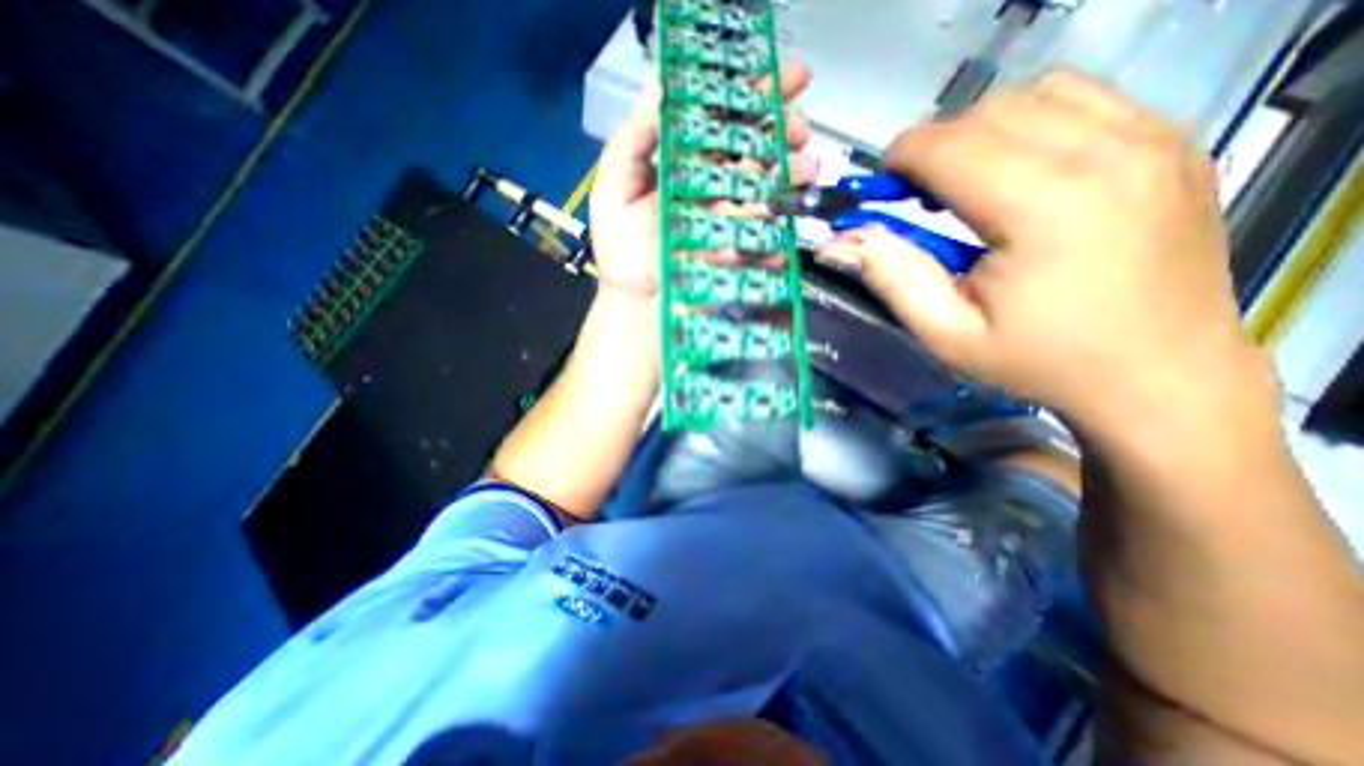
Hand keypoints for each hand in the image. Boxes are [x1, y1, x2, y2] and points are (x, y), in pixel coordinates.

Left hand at [592, 59, 814, 297]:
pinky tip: (785, 224)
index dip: (751, 93)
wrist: (638, 305)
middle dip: (782, 128)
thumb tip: (660, 80)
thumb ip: (634, 140)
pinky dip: (779, 230)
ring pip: (768, 186)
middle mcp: (712, 185)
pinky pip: (768, 234)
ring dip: (791, 173)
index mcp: (684, 164)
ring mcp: (730, 218)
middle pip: (753, 146)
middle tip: (799, 127)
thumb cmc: (623, 252)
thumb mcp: (615, 190)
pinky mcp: (741, 250)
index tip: (785, 77)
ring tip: (804, 168)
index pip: (722, 118)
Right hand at [812, 73, 1272, 436]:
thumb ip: (891, 278)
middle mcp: (1108, 153)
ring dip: (984, 130)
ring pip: (1038, 92)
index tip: (882, 188)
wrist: (1161, 376)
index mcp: (1045, 208)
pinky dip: (1036, 123)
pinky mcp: (1175, 142)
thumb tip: (839, 243)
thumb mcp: (947, 334)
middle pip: (989, 111)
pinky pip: (1088, 99)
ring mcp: (1154, 139)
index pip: (950, 147)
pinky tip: (1024, 171)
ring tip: (969, 181)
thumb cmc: (1041, 362)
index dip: (901, 159)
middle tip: (919, 195)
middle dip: (936, 145)